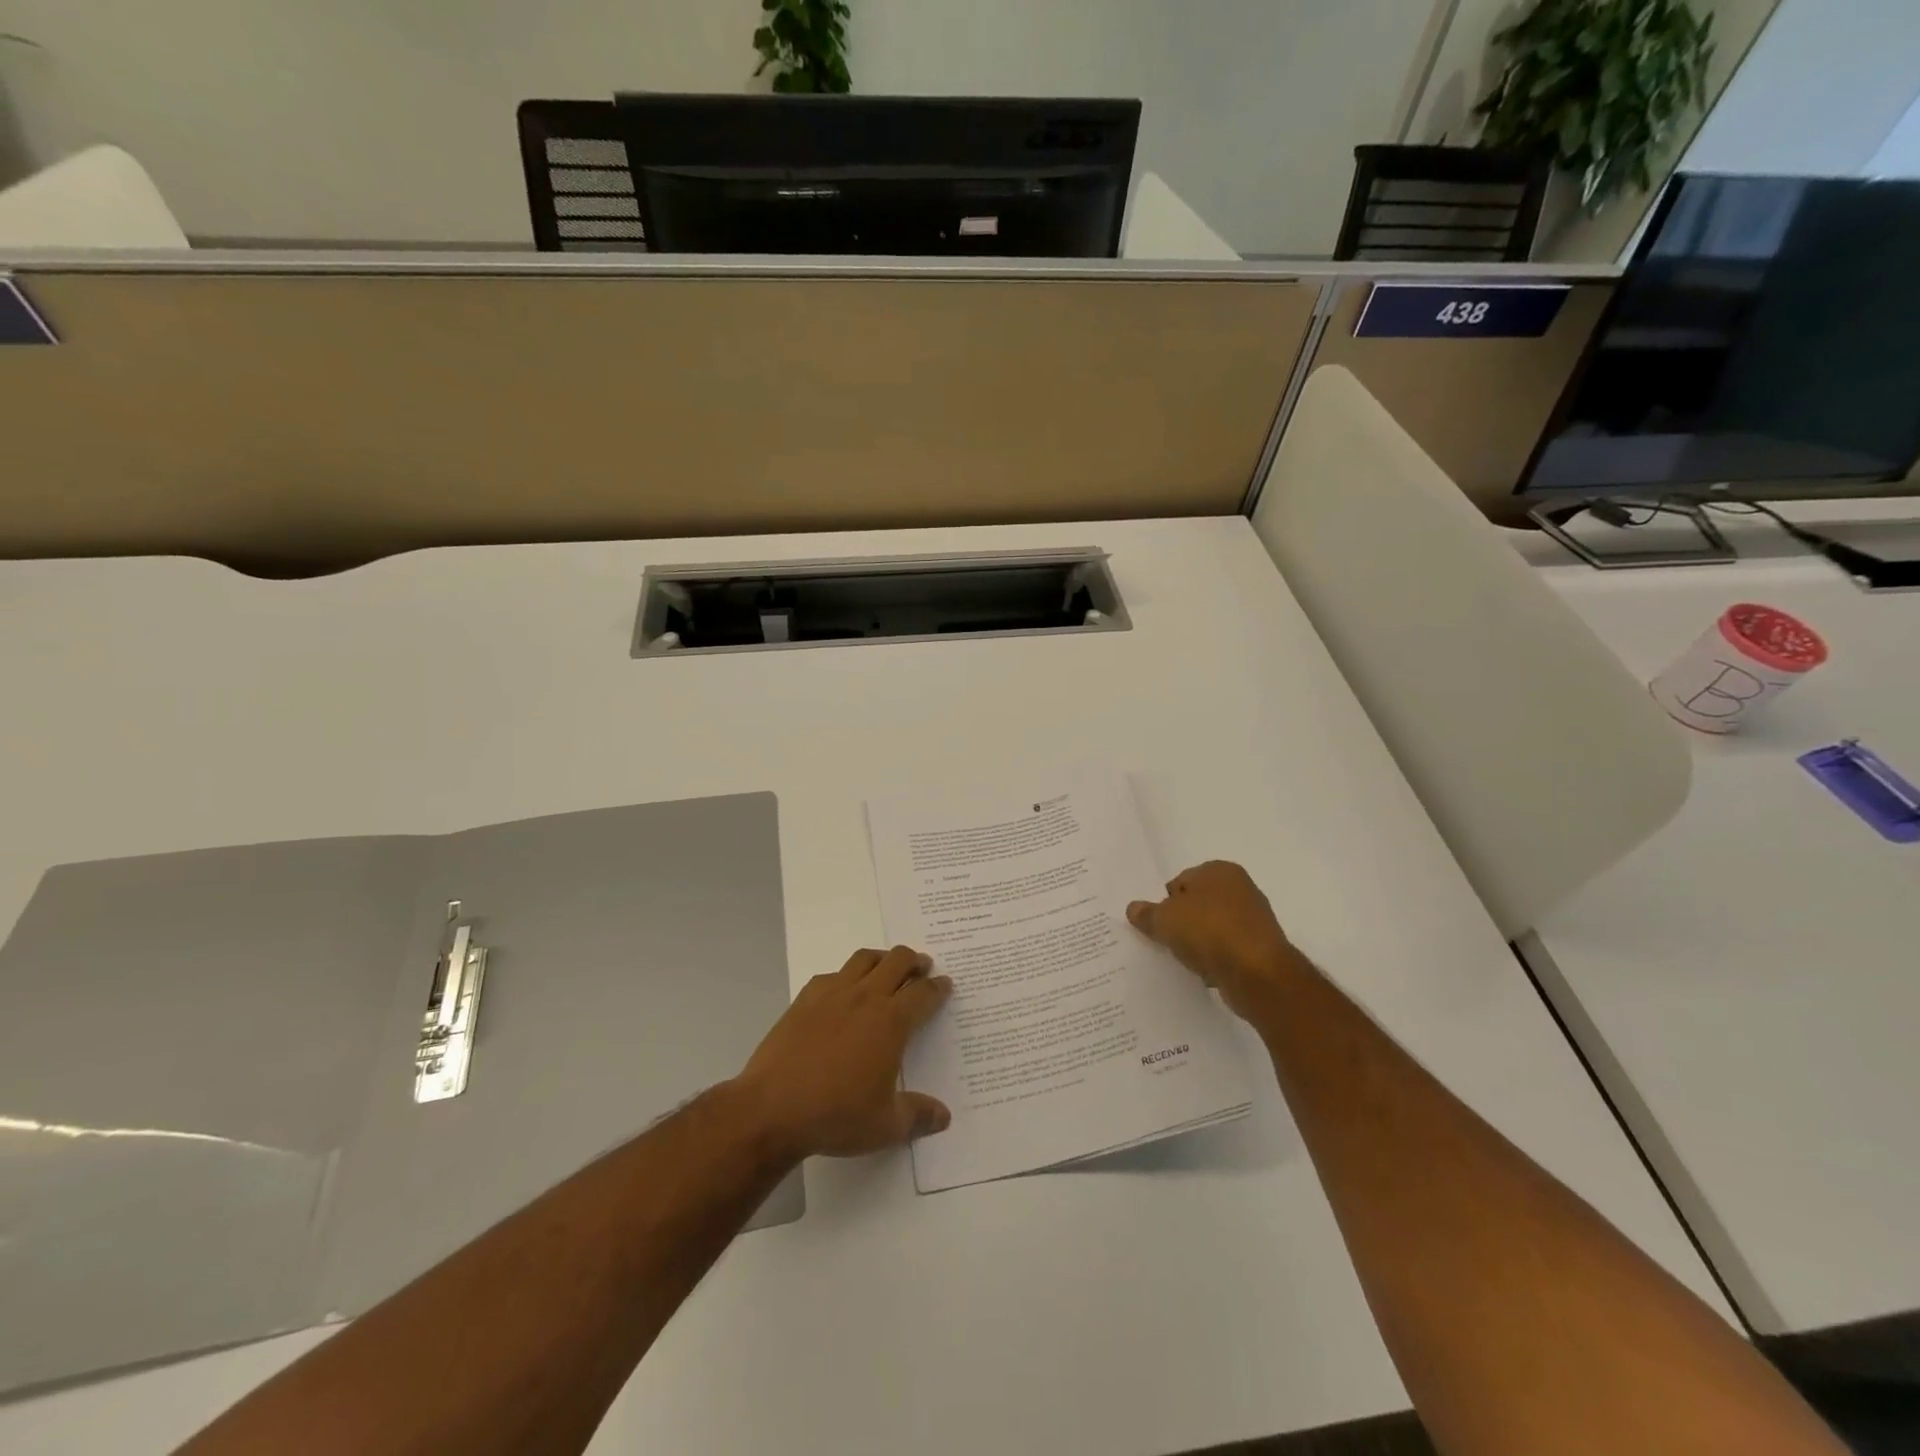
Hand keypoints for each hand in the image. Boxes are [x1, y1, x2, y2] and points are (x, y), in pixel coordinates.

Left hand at [732, 945, 953, 1161]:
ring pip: (865, 958)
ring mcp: (833, 993)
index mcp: (891, 1021)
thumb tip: (944, 1117)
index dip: (938, 987)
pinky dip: (847, 975)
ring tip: (888, 968)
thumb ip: (918, 1116)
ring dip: (883, 958)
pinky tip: (844, 991)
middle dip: (915, 961)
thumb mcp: (885, 1125)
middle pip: (898, 961)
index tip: (945, 984)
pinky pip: (833, 974)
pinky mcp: (805, 999)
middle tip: (922, 968)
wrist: (772, 1108)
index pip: (923, 993)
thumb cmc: (836, 1115)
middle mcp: (866, 997)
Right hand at [1127, 861, 1302, 1021]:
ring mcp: (1254, 918)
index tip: (1157, 923)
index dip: (1165, 902)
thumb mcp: (1165, 920)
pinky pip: (1228, 949)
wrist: (1258, 974)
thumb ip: (1147, 913)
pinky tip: (1208, 971)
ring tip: (1187, 959)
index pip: (1180, 881)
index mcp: (1219, 870)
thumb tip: (1133, 908)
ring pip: (1213, 927)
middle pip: (1198, 904)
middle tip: (1167, 941)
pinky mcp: (1261, 947)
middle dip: (1183, 921)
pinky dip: (1217, 958)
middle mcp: (1241, 888)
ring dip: (1200, 942)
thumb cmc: (1208, 932)